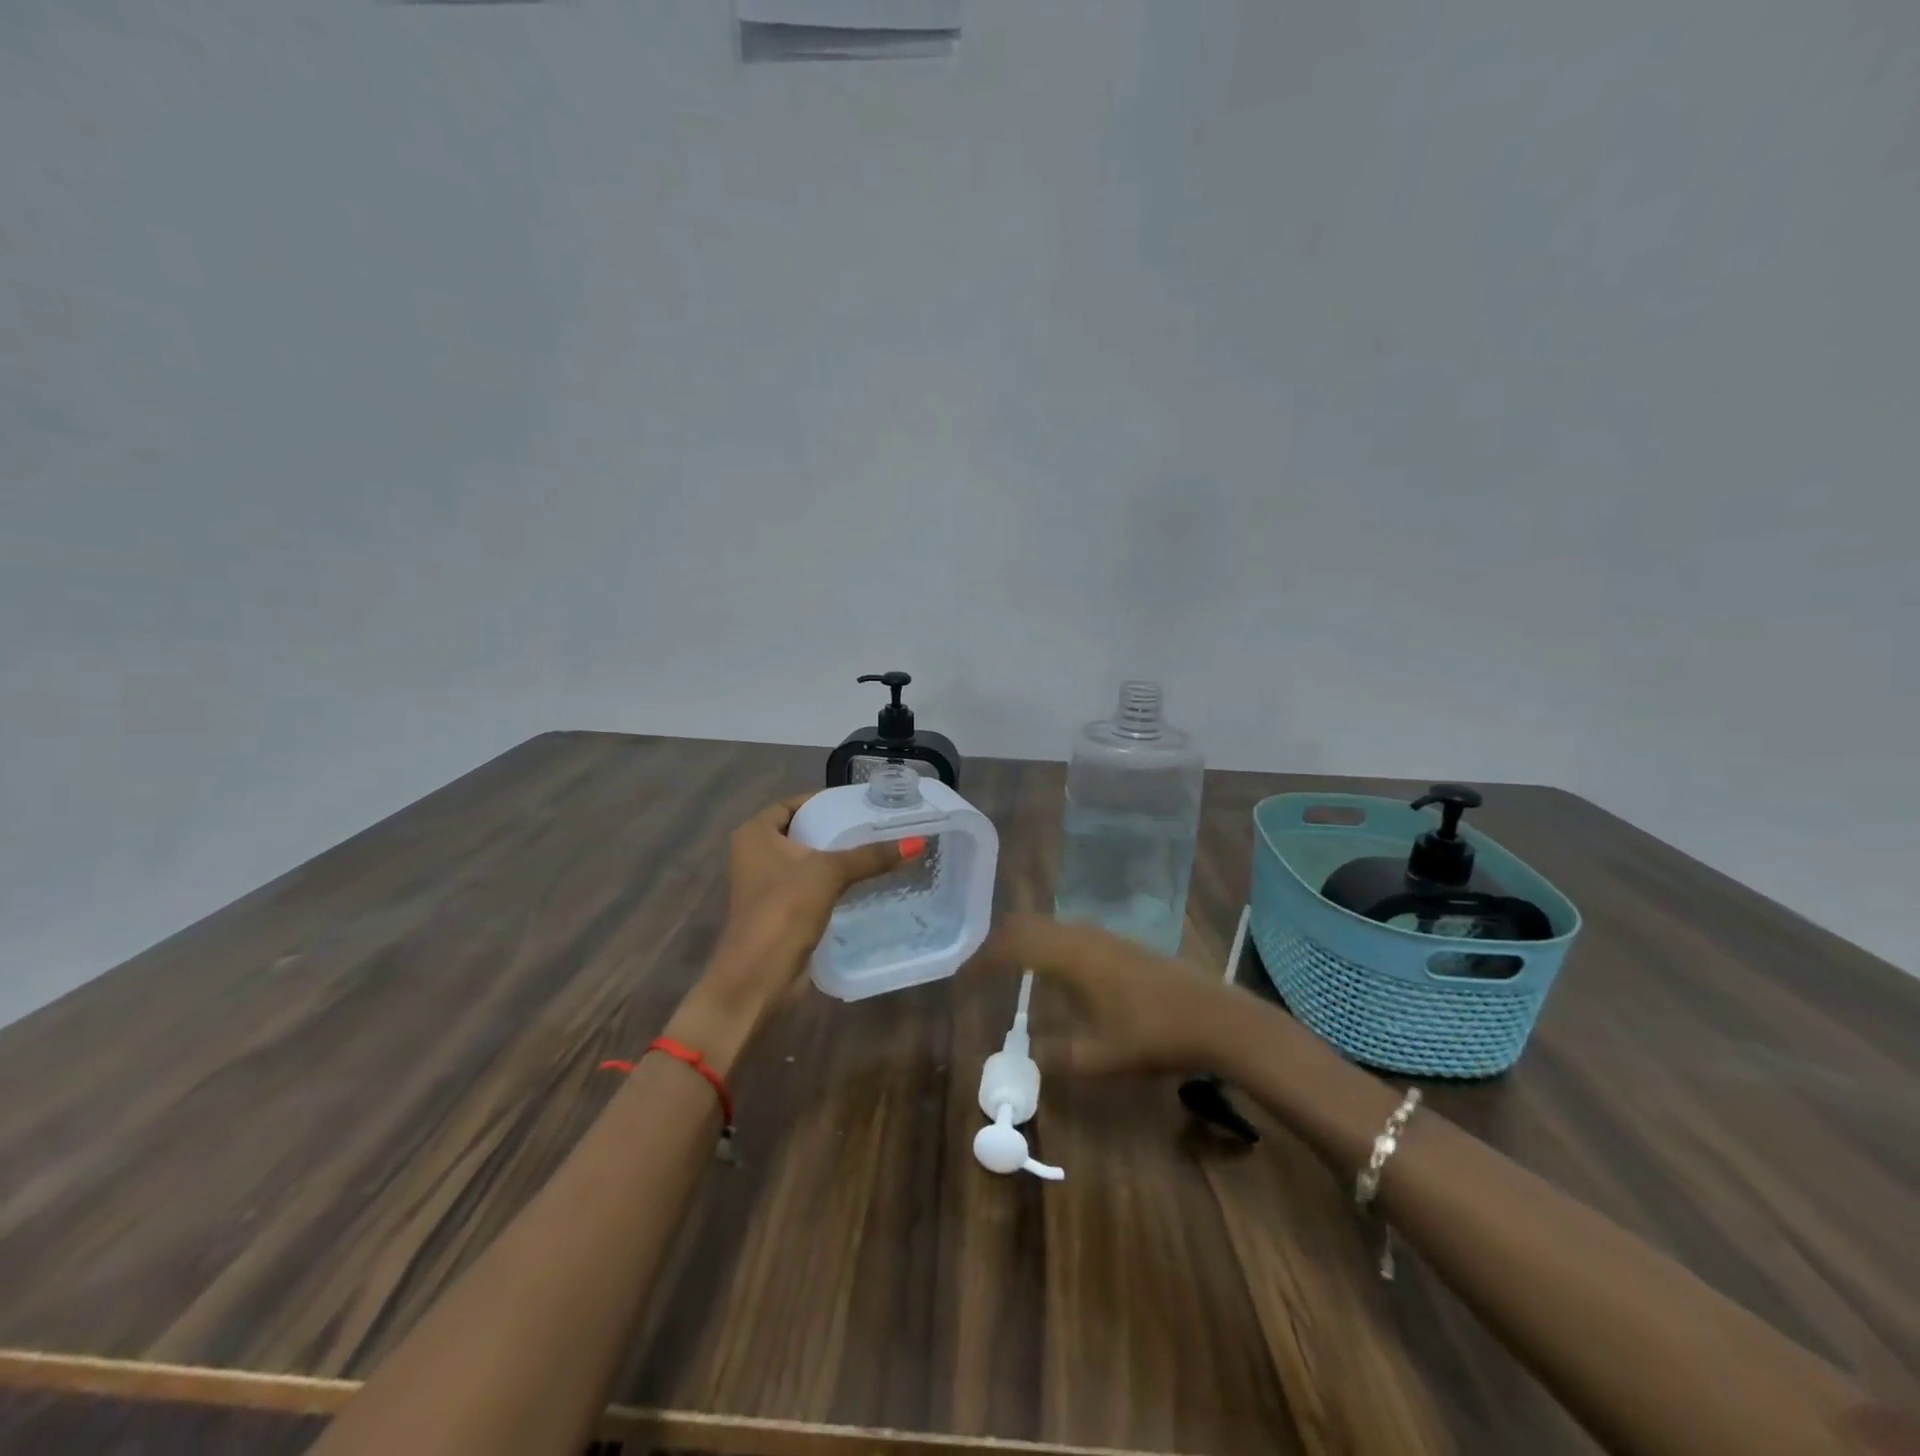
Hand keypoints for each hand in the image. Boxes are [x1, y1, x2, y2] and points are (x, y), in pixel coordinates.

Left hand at [692, 794, 914, 1032]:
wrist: (758, 977)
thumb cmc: (784, 910)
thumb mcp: (829, 873)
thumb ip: (871, 856)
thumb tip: (917, 842)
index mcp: (754, 834)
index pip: (792, 804)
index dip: (823, 802)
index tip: (858, 804)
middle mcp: (754, 854)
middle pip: (800, 832)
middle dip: (834, 830)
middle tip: (873, 826)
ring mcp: (764, 885)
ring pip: (806, 862)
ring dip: (834, 859)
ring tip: (875, 851)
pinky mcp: (778, 911)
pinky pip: (809, 886)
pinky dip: (831, 883)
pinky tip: (862, 883)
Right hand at [976, 913, 1239, 1076]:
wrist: (1216, 1018)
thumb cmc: (1154, 1036)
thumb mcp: (1101, 1057)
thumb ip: (1058, 1057)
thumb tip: (1028, 1059)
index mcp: (1070, 956)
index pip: (1012, 946)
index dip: (982, 960)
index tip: (962, 979)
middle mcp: (1081, 936)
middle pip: (1026, 924)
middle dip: (997, 943)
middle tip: (980, 971)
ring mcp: (1103, 935)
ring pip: (1048, 925)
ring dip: (1023, 941)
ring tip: (1009, 970)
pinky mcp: (1119, 943)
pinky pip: (1067, 932)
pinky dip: (1046, 944)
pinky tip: (1053, 973)